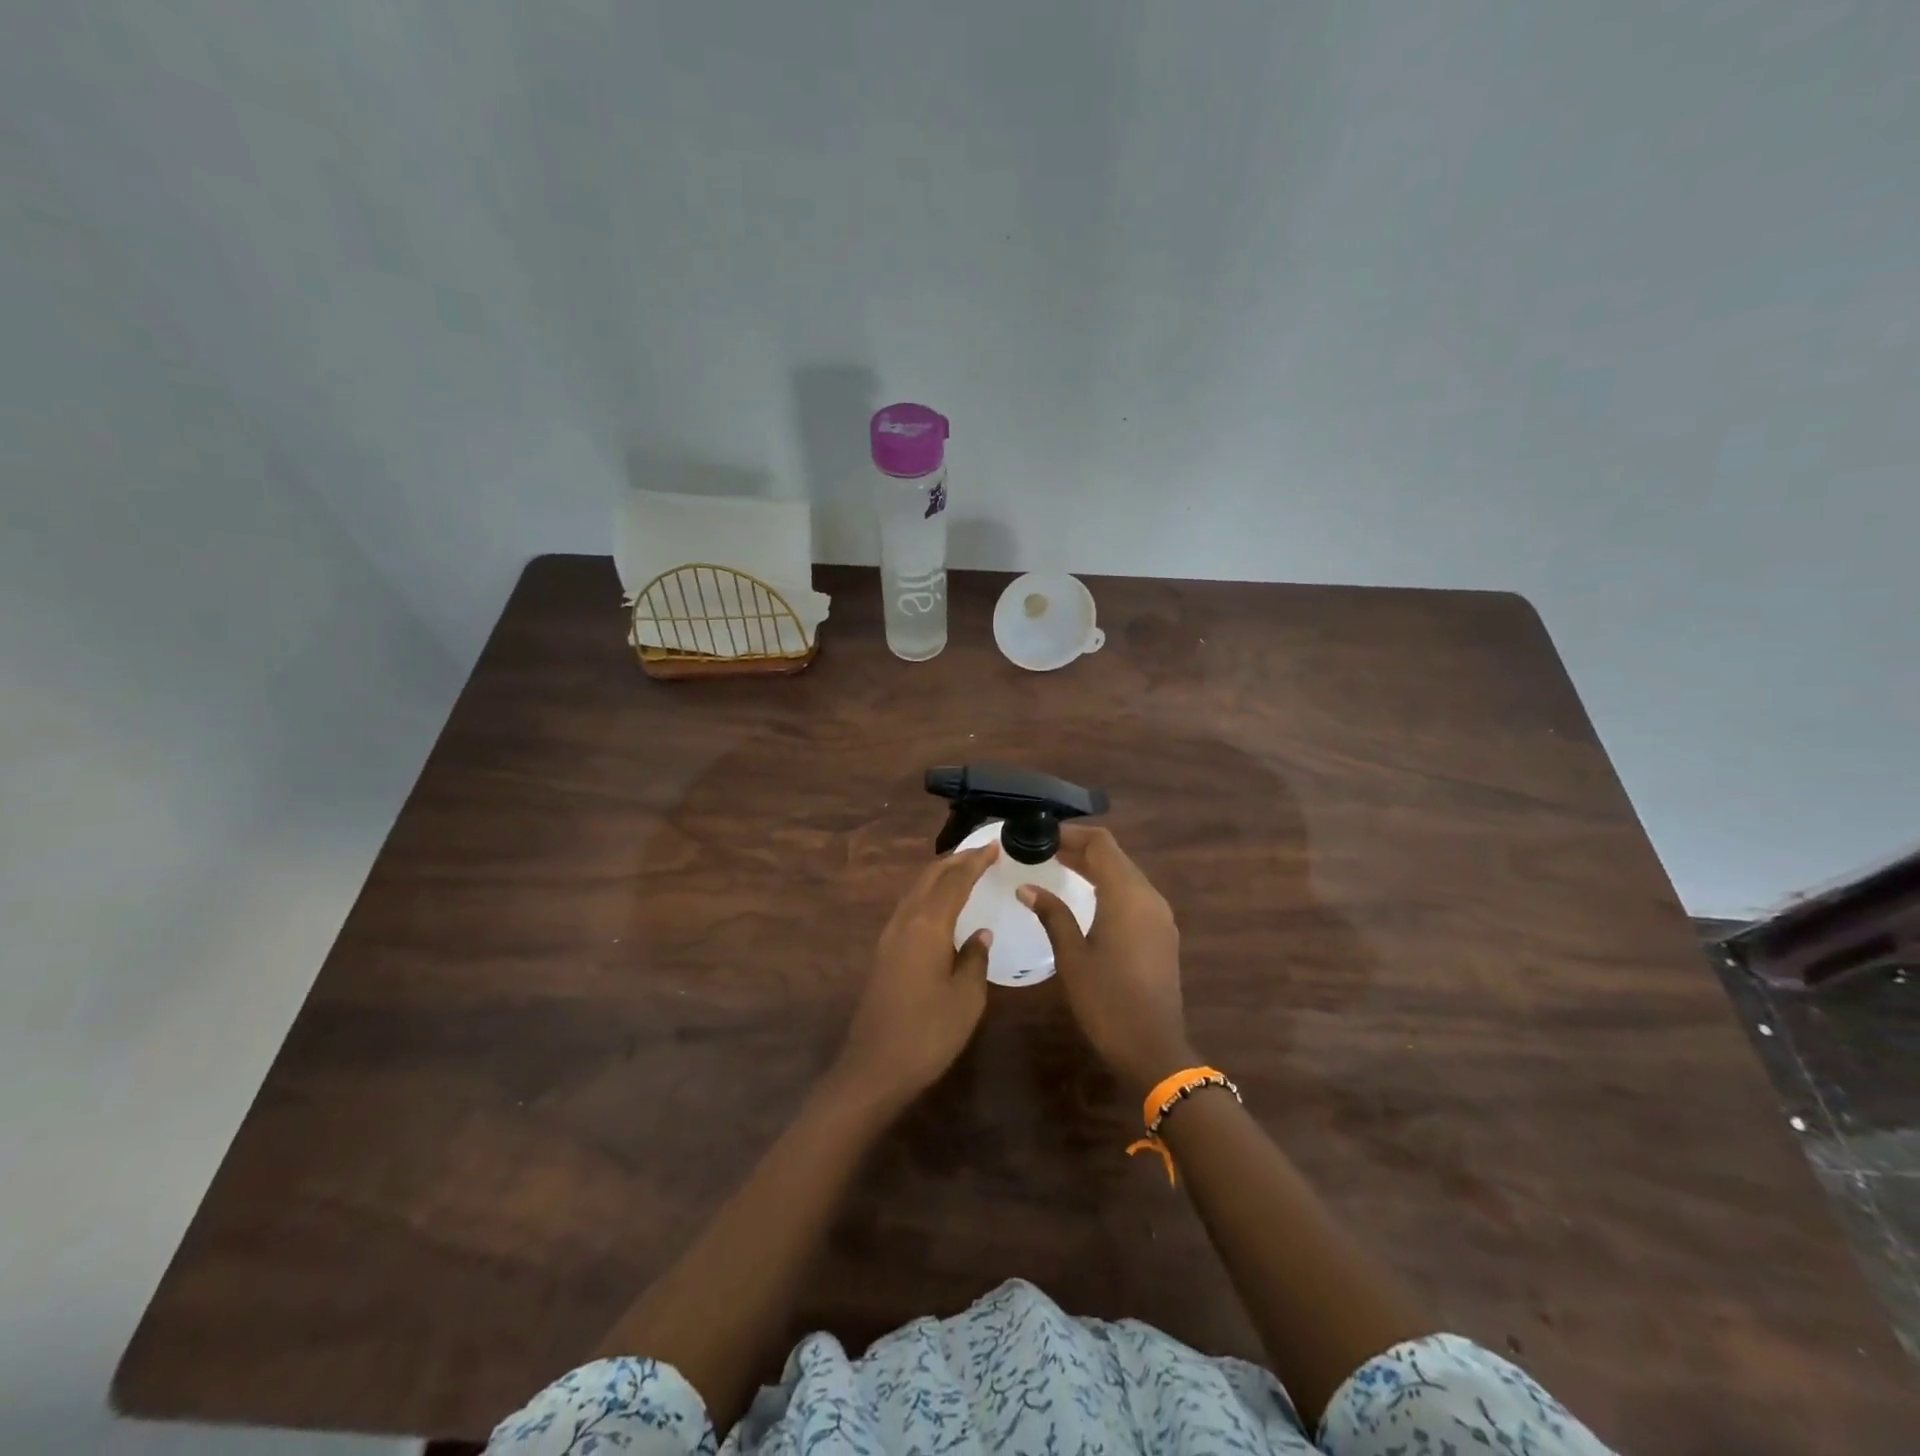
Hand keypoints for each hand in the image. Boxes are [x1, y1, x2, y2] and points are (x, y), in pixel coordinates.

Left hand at [834, 842, 999, 1106]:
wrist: (875, 1066)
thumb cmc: (928, 1033)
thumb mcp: (966, 998)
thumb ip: (975, 959)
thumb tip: (979, 934)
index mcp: (928, 926)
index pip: (955, 881)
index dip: (975, 862)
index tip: (994, 846)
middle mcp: (905, 921)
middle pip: (930, 877)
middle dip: (956, 860)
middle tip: (982, 852)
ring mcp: (890, 936)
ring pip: (916, 890)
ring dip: (940, 875)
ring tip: (964, 870)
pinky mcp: (884, 952)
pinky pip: (909, 907)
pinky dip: (929, 894)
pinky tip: (941, 905)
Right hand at [1020, 826, 1192, 1096]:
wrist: (1154, 1048)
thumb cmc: (1107, 1000)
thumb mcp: (1072, 956)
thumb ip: (1052, 914)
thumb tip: (1027, 887)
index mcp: (1127, 895)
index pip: (1101, 843)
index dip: (1071, 833)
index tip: (1041, 835)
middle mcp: (1149, 896)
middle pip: (1114, 856)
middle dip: (1079, 848)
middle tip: (1043, 850)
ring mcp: (1159, 915)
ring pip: (1125, 874)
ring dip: (1094, 866)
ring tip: (1058, 867)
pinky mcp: (1161, 933)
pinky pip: (1133, 895)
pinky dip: (1108, 886)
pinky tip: (1085, 898)